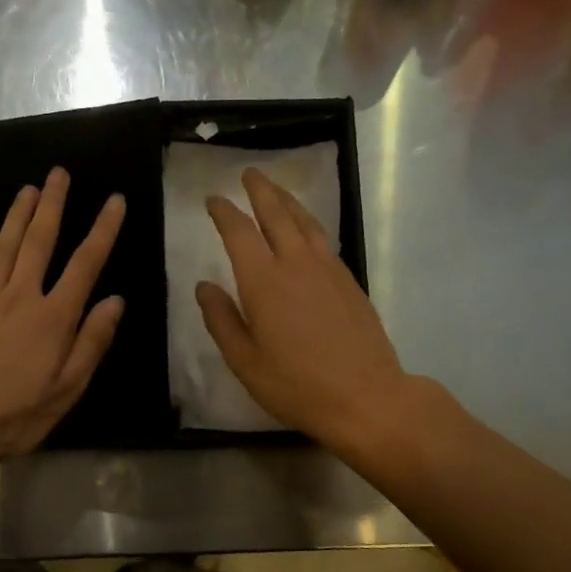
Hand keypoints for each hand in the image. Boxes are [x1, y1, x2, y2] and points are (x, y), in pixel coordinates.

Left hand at [0, 167, 125, 477]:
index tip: (113, 200)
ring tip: (29, 188)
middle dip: (52, 204)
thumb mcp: (67, 389)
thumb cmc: (14, 414)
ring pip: (6, 246)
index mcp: (53, 317)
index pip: (85, 263)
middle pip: (40, 240)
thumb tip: (115, 301)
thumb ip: (92, 342)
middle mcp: (21, 296)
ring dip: (19, 215)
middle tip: (58, 173)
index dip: (102, 230)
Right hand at [197, 168, 409, 451]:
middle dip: (260, 190)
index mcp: (264, 281)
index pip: (239, 232)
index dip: (224, 212)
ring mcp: (328, 269)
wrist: (367, 397)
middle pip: (277, 214)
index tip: (213, 199)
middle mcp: (296, 263)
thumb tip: (203, 286)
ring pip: (305, 221)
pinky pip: (324, 239)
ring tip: (276, 190)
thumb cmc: (297, 385)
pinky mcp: (350, 281)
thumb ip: (221, 320)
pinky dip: (309, 223)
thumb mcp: (245, 361)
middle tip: (249, 174)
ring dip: (288, 200)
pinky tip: (307, 230)